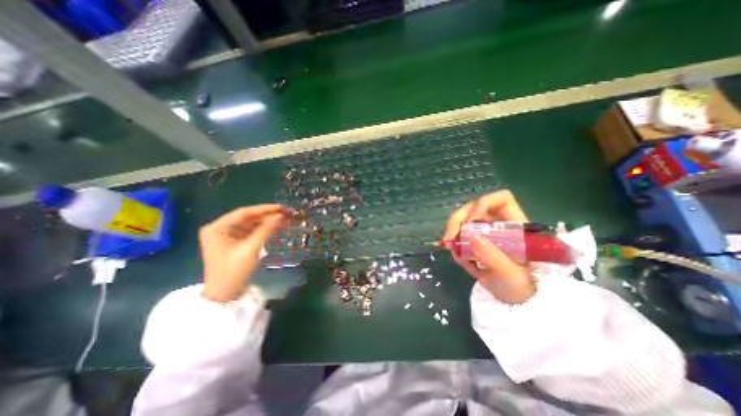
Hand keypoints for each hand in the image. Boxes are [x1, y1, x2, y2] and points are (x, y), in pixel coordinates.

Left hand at [197, 203, 290, 302]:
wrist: (224, 295)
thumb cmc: (234, 271)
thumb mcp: (251, 249)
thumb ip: (266, 230)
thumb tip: (281, 216)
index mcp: (217, 228)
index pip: (244, 213)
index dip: (265, 209)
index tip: (282, 207)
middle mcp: (220, 228)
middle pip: (248, 218)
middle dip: (268, 215)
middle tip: (286, 212)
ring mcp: (227, 235)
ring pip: (251, 224)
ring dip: (267, 222)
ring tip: (285, 219)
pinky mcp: (234, 242)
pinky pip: (251, 232)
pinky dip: (264, 230)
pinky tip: (277, 227)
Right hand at [442, 192, 535, 305]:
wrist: (513, 299)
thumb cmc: (521, 287)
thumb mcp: (510, 275)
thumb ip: (493, 256)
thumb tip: (470, 236)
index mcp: (514, 225)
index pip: (501, 199)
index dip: (484, 203)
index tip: (472, 221)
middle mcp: (497, 223)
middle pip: (474, 207)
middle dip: (458, 219)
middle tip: (449, 238)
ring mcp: (484, 231)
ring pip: (462, 218)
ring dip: (452, 230)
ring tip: (449, 247)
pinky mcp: (473, 239)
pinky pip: (457, 233)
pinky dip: (452, 241)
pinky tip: (454, 253)